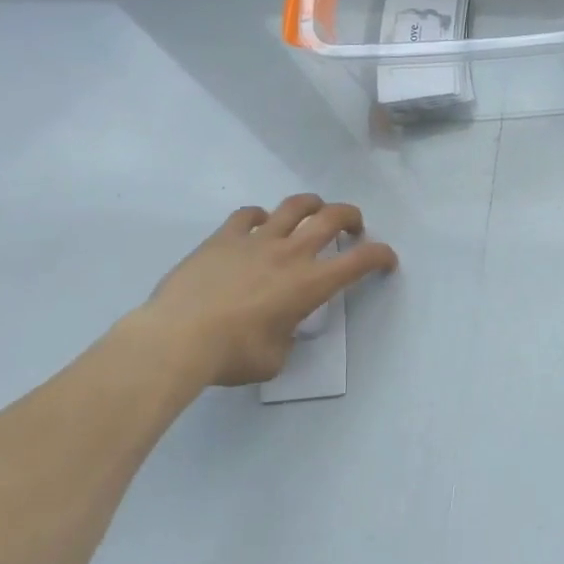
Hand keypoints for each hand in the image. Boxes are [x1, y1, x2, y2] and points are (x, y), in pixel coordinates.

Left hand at [131, 196, 397, 387]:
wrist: (176, 339)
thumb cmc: (231, 355)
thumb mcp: (274, 358)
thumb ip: (287, 337)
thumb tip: (281, 328)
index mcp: (309, 284)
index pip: (359, 261)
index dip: (380, 255)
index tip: (386, 260)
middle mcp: (290, 253)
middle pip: (331, 217)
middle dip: (351, 216)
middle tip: (353, 227)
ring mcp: (256, 240)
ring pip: (294, 206)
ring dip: (311, 205)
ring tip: (313, 212)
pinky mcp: (224, 237)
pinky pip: (247, 215)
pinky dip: (260, 216)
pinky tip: (258, 224)